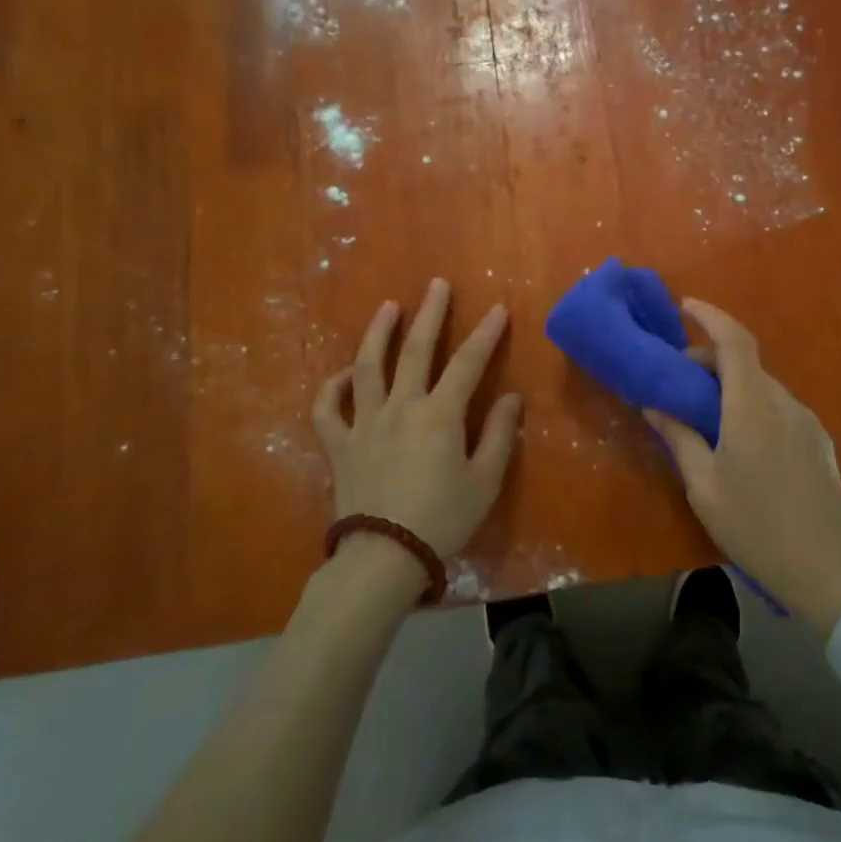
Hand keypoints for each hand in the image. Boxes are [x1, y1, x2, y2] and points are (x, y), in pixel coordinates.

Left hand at [311, 280, 522, 561]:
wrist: (383, 556)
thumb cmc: (442, 519)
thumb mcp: (485, 481)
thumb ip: (500, 435)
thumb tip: (512, 398)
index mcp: (440, 415)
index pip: (467, 363)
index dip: (485, 334)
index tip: (498, 309)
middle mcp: (401, 407)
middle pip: (415, 350)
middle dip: (430, 314)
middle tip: (437, 285)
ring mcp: (365, 423)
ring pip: (367, 367)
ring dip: (378, 333)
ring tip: (387, 307)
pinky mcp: (340, 444)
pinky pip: (328, 409)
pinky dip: (333, 387)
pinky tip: (344, 374)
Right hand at [644, 299, 840, 631]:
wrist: (824, 569)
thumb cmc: (753, 525)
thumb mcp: (703, 484)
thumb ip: (678, 435)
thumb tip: (652, 403)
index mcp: (751, 405)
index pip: (735, 340)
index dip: (710, 315)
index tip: (685, 306)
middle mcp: (783, 401)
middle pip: (746, 362)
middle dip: (710, 361)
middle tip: (679, 385)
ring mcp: (807, 420)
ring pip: (762, 385)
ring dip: (732, 386)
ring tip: (706, 418)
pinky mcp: (819, 440)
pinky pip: (780, 407)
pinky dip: (753, 405)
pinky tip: (741, 441)